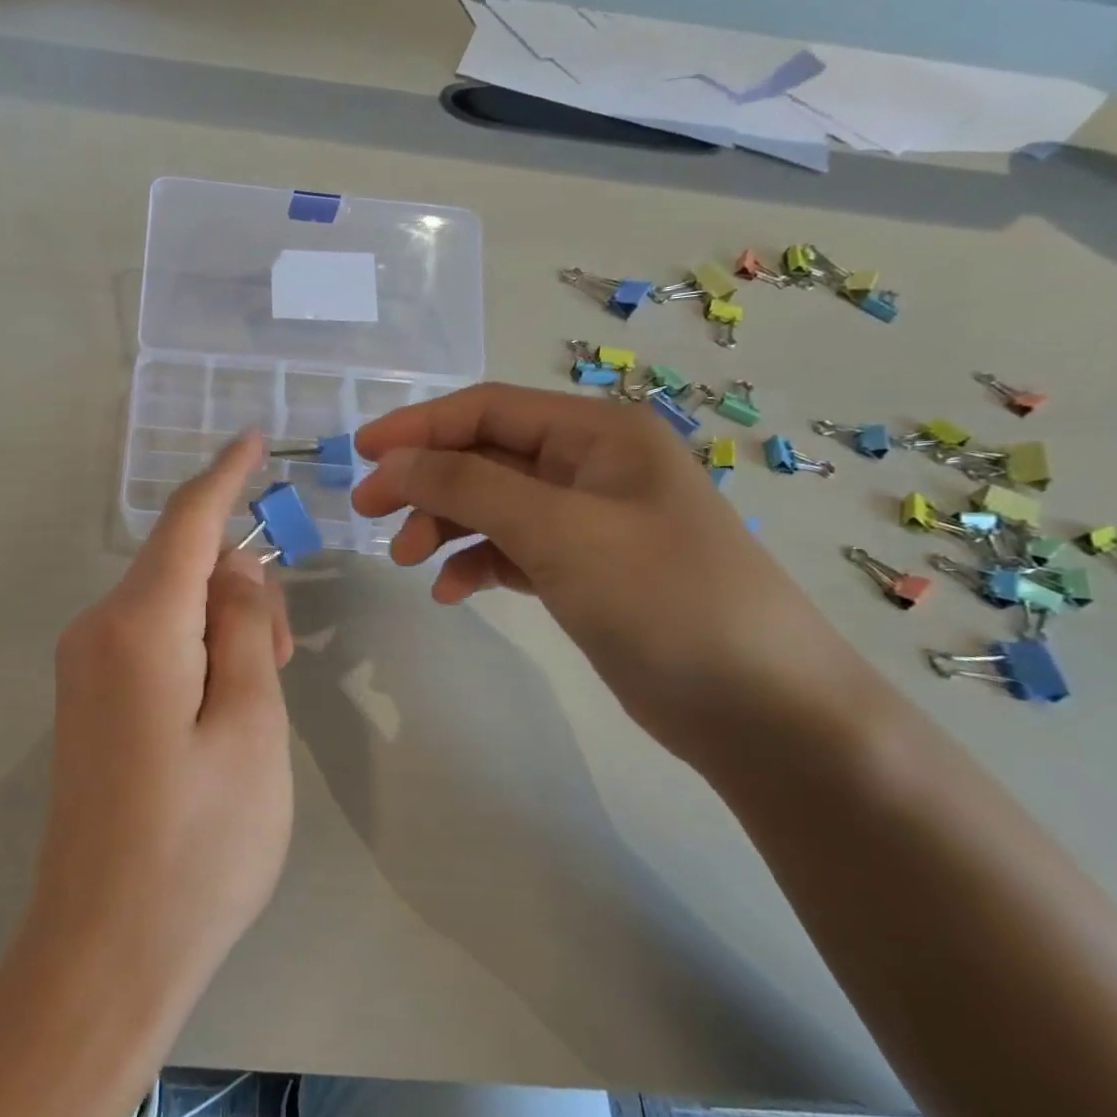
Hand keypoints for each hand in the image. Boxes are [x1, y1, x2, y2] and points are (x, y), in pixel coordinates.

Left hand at [32, 433, 293, 1006]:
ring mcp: (84, 669)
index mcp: (138, 628)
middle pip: (180, 566)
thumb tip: (236, 569)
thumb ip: (246, 632)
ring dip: (222, 625)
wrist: (104, 952)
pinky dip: (196, 649)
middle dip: (239, 584)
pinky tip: (225, 706)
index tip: (253, 437)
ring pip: (168, 606)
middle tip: (287, 655)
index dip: (224, 475)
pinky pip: (150, 642)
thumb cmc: (198, 846)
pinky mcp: (88, 703)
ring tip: (263, 694)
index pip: (186, 524)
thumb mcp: (252, 729)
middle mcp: (97, 632)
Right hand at [351, 384, 868, 766]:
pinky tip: (452, 591)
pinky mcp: (583, 571)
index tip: (360, 453)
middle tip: (368, 514)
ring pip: (492, 505)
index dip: (418, 426)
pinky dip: (475, 563)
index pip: (488, 409)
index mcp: (598, 434)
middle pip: (484, 457)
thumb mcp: (558, 530)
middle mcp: (591, 467)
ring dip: (444, 525)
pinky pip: (511, 550)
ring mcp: (587, 521)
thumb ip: (467, 487)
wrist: (757, 707)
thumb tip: (391, 462)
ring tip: (405, 560)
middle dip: (424, 482)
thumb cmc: (662, 598)